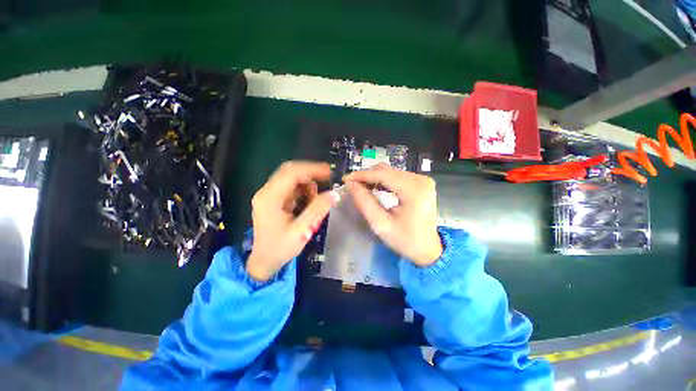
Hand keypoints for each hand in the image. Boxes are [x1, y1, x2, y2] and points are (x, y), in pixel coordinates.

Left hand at [247, 161, 339, 281]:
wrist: (263, 261)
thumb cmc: (280, 248)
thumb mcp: (301, 231)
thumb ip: (317, 211)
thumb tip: (334, 193)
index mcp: (270, 198)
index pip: (291, 173)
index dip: (312, 169)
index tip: (329, 172)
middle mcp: (266, 192)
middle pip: (290, 171)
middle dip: (310, 173)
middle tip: (327, 179)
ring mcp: (268, 194)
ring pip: (291, 177)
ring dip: (307, 183)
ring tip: (315, 200)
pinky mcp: (273, 198)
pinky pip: (291, 186)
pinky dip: (303, 189)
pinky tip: (308, 202)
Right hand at [344, 164, 441, 266]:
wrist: (428, 249)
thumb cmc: (405, 240)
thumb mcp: (381, 224)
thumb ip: (365, 202)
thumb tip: (350, 185)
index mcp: (414, 190)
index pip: (383, 174)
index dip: (362, 175)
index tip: (346, 179)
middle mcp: (420, 180)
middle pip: (387, 170)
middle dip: (367, 176)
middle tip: (352, 185)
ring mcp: (422, 180)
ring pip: (390, 172)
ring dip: (374, 178)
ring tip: (361, 187)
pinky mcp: (421, 183)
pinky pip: (397, 176)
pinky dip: (383, 180)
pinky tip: (374, 188)